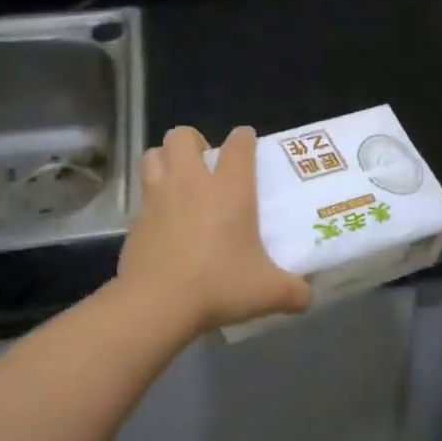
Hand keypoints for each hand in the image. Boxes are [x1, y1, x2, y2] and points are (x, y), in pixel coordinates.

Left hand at [117, 125, 311, 336]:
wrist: (157, 304)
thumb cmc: (218, 286)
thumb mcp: (269, 292)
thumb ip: (294, 291)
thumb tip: (306, 296)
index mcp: (230, 189)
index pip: (239, 144)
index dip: (244, 138)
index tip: (249, 145)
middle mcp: (191, 182)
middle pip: (182, 136)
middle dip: (194, 142)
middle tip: (206, 165)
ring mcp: (158, 197)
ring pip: (154, 155)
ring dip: (166, 160)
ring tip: (180, 182)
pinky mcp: (135, 219)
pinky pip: (143, 194)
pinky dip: (153, 199)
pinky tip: (164, 222)